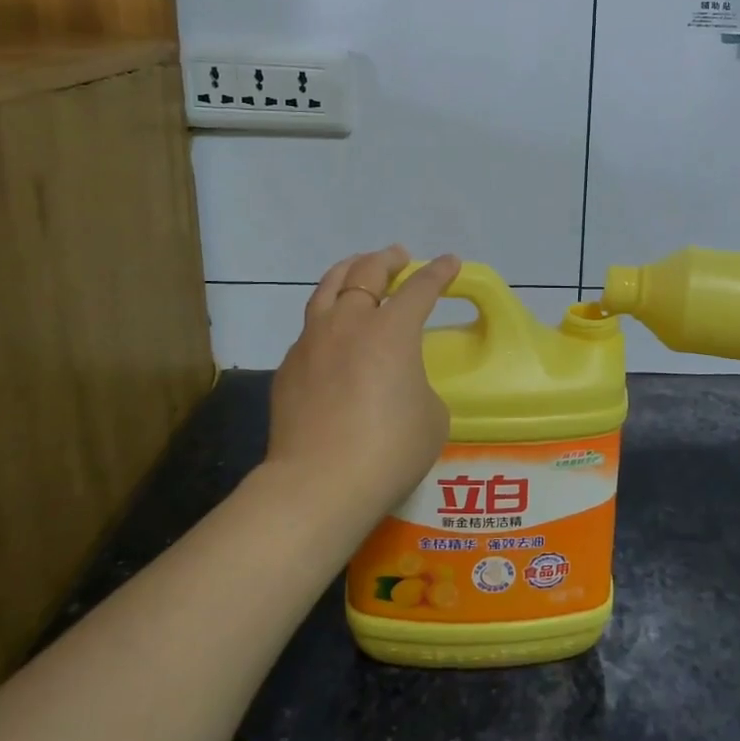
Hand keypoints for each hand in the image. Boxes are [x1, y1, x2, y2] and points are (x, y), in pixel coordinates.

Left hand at [264, 246, 460, 518]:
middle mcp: (350, 323)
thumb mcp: (431, 416)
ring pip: (328, 288)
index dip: (439, 272)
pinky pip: (310, 327)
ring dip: (349, 272)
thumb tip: (399, 384)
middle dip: (387, 259)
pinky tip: (332, 331)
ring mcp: (312, 341)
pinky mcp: (289, 366)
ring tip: (358, 269)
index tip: (450, 262)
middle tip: (398, 256)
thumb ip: (419, 386)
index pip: (421, 287)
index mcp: (392, 330)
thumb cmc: (389, 450)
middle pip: (367, 273)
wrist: (318, 484)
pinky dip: (327, 316)